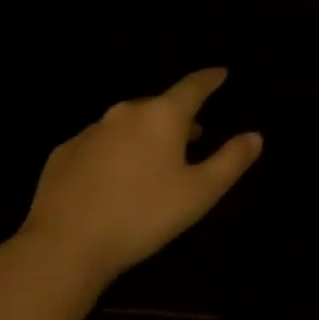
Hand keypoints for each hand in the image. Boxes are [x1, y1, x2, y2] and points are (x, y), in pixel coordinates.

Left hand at [17, 68, 262, 289]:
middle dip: (177, 118)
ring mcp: (91, 130)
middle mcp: (127, 112)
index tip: (221, 74)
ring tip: (152, 162)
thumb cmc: (141, 216)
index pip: (193, 86)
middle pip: (160, 106)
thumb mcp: (199, 194)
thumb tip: (255, 136)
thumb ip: (230, 161)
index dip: (210, 79)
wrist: (63, 246)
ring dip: (144, 136)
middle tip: (191, 136)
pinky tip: (112, 181)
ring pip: (127, 124)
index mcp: (163, 115)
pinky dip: (112, 154)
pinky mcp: (64, 152)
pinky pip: (99, 145)